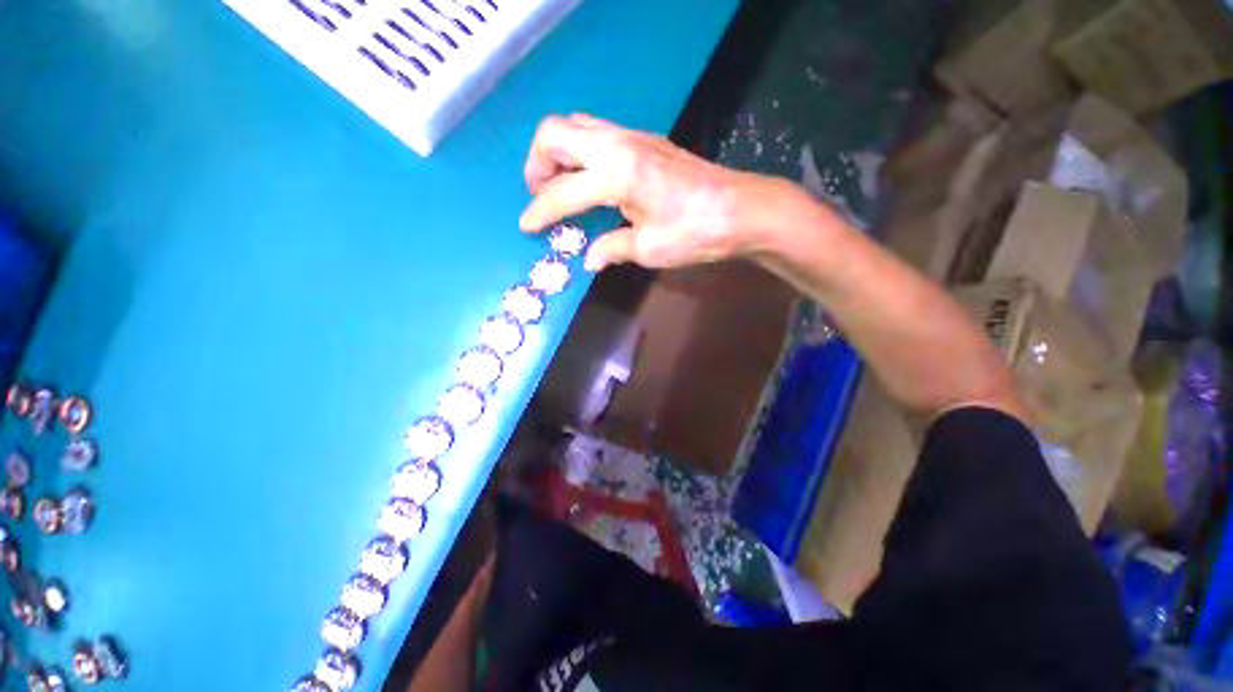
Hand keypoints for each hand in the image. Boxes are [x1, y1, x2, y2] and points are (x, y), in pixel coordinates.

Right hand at [519, 114, 803, 271]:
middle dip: (537, 163)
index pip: (562, 192)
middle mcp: (618, 144)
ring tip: (559, 185)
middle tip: (540, 194)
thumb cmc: (696, 232)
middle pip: (555, 132)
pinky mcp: (645, 140)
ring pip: (575, 126)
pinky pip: (596, 133)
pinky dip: (580, 152)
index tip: (526, 227)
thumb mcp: (650, 249)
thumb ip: (612, 249)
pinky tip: (590, 180)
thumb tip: (588, 259)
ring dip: (558, 152)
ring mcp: (633, 136)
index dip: (539, 212)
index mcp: (616, 174)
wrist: (741, 209)